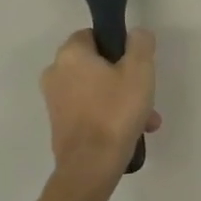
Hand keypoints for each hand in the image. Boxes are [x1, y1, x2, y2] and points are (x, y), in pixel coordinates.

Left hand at [40, 28, 160, 180]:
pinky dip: (108, 115)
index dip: (117, 45)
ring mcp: (55, 101)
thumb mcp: (140, 70)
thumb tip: (136, 34)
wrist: (91, 166)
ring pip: (96, 89)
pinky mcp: (59, 124)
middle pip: (96, 65)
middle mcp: (55, 73)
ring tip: (145, 119)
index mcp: (70, 54)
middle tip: (145, 93)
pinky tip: (131, 131)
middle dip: (123, 78)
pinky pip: (89, 110)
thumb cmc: (115, 112)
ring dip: (120, 99)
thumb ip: (140, 43)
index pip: (93, 35)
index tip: (136, 63)